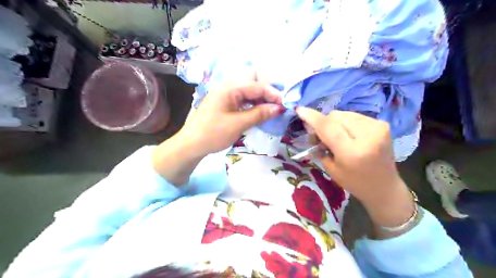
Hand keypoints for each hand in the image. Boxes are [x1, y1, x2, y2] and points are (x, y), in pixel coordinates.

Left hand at [178, 82, 282, 157]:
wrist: (192, 144)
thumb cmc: (213, 133)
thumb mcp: (238, 124)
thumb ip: (260, 114)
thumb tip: (279, 108)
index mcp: (230, 87)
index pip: (258, 85)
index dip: (274, 94)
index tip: (285, 105)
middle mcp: (229, 84)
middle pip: (254, 78)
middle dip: (268, 88)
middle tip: (276, 103)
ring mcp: (227, 92)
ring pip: (250, 87)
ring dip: (262, 96)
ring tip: (271, 108)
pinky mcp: (227, 101)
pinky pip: (244, 96)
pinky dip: (254, 101)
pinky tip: (260, 110)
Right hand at [296, 108, 414, 235]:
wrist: (384, 186)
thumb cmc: (354, 182)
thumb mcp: (331, 168)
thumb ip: (320, 145)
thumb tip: (311, 126)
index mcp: (352, 152)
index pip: (328, 127)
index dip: (312, 117)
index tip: (299, 110)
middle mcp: (367, 136)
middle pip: (335, 116)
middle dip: (324, 123)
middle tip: (321, 136)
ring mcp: (377, 127)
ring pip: (344, 114)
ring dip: (335, 122)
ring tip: (338, 136)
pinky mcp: (382, 124)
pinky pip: (354, 116)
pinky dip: (347, 123)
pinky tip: (350, 134)